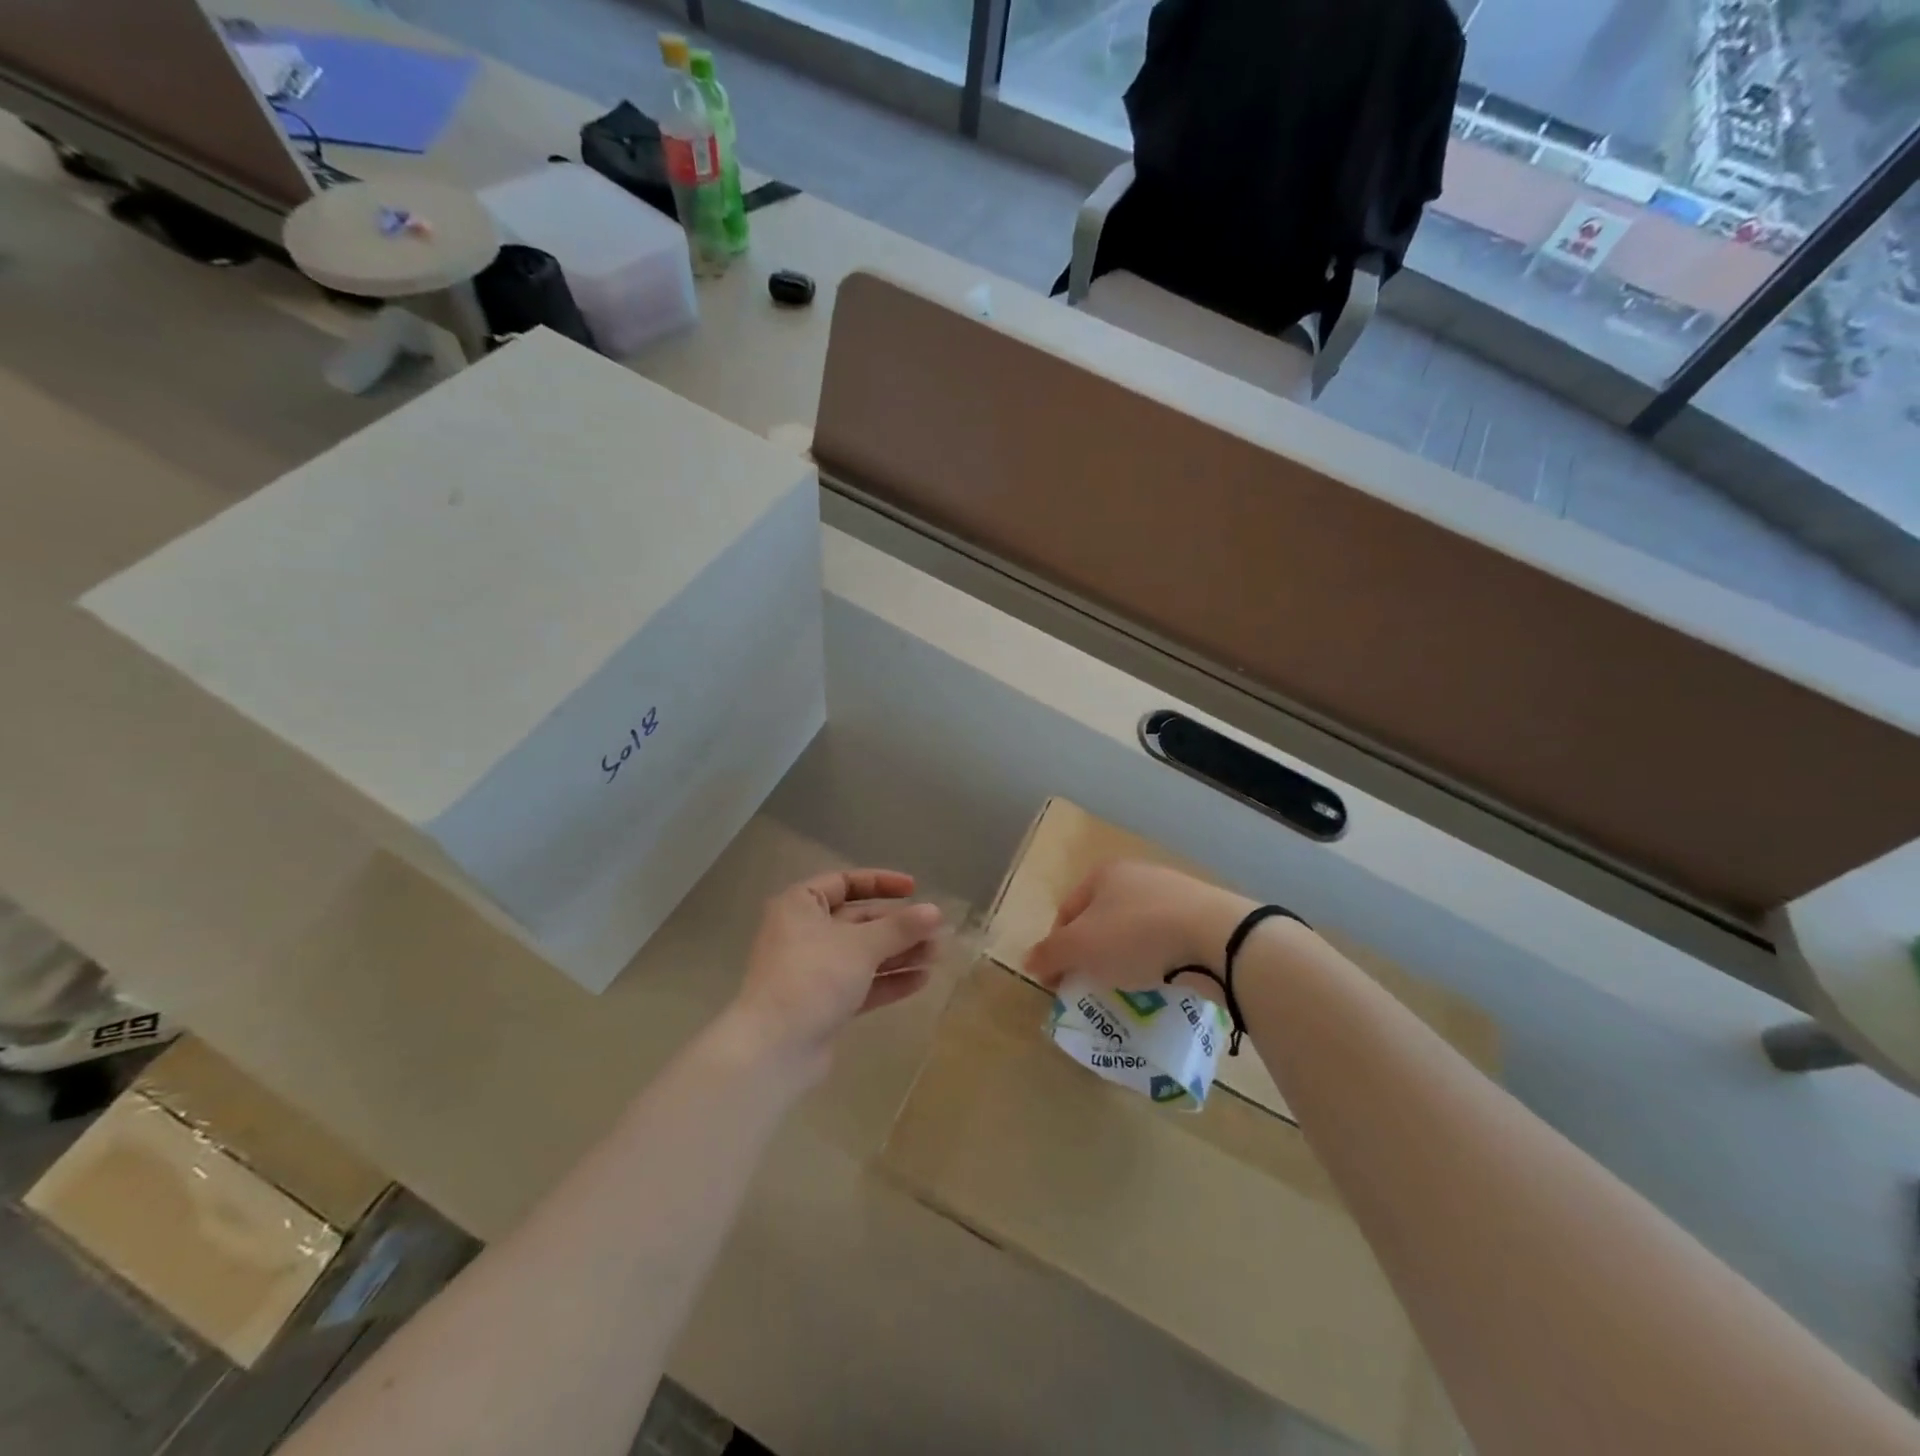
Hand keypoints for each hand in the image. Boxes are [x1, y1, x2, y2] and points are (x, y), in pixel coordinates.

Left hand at [729, 869, 944, 1074]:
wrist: (773, 1049)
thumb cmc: (813, 977)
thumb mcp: (861, 945)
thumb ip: (901, 927)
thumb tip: (936, 911)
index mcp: (801, 905)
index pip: (845, 882)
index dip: (881, 883)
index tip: (914, 889)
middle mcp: (804, 932)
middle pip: (858, 920)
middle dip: (898, 926)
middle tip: (936, 931)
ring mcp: (813, 970)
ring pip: (863, 954)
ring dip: (899, 953)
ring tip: (937, 956)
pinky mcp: (823, 1003)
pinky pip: (861, 983)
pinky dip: (888, 980)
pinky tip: (921, 980)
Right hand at [1025, 861, 1251, 993]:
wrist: (1215, 937)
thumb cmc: (1136, 936)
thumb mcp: (1080, 948)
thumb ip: (1050, 954)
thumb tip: (1028, 961)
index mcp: (1103, 874)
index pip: (1066, 911)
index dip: (1056, 947)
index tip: (1058, 982)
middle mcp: (1137, 874)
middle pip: (1100, 920)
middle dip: (1092, 953)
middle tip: (1091, 985)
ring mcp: (1173, 892)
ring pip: (1134, 930)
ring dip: (1125, 958)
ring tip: (1128, 988)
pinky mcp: (1203, 915)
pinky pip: (1167, 940)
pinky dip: (1158, 960)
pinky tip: (1163, 980)